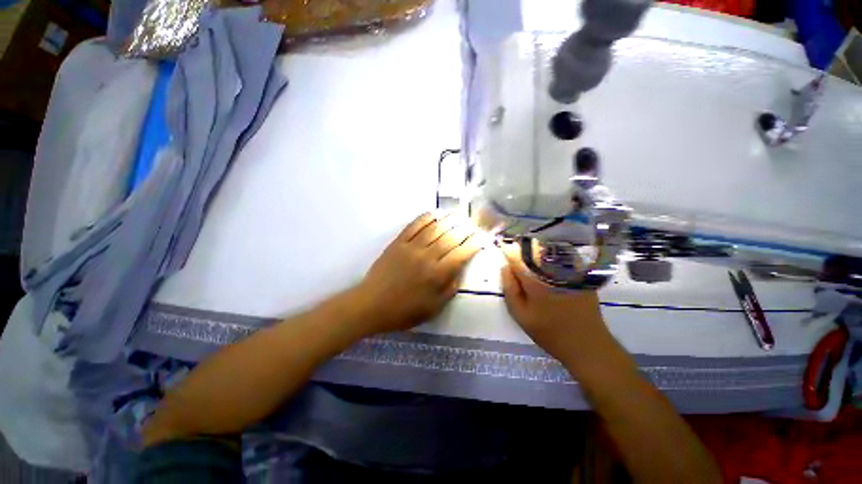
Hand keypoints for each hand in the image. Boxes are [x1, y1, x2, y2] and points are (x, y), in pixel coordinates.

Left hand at [352, 212, 483, 334]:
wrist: (372, 305)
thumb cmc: (404, 311)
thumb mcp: (433, 308)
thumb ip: (450, 288)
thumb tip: (460, 270)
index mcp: (437, 275)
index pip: (461, 253)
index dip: (474, 243)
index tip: (483, 237)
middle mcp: (427, 257)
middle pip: (451, 237)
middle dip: (466, 229)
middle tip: (474, 223)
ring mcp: (411, 247)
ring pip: (434, 228)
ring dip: (449, 219)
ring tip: (459, 215)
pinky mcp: (398, 242)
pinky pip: (414, 226)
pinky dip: (426, 218)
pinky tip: (435, 214)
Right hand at [499, 242, 612, 368]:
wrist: (588, 345)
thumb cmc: (550, 332)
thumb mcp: (521, 315)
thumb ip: (510, 289)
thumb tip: (505, 267)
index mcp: (536, 279)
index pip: (517, 255)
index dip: (508, 251)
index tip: (503, 250)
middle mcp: (553, 269)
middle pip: (533, 248)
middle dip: (522, 249)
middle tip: (517, 259)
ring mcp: (570, 270)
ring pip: (548, 250)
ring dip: (536, 251)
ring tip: (530, 260)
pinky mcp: (581, 273)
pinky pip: (562, 256)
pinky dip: (551, 256)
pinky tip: (548, 267)